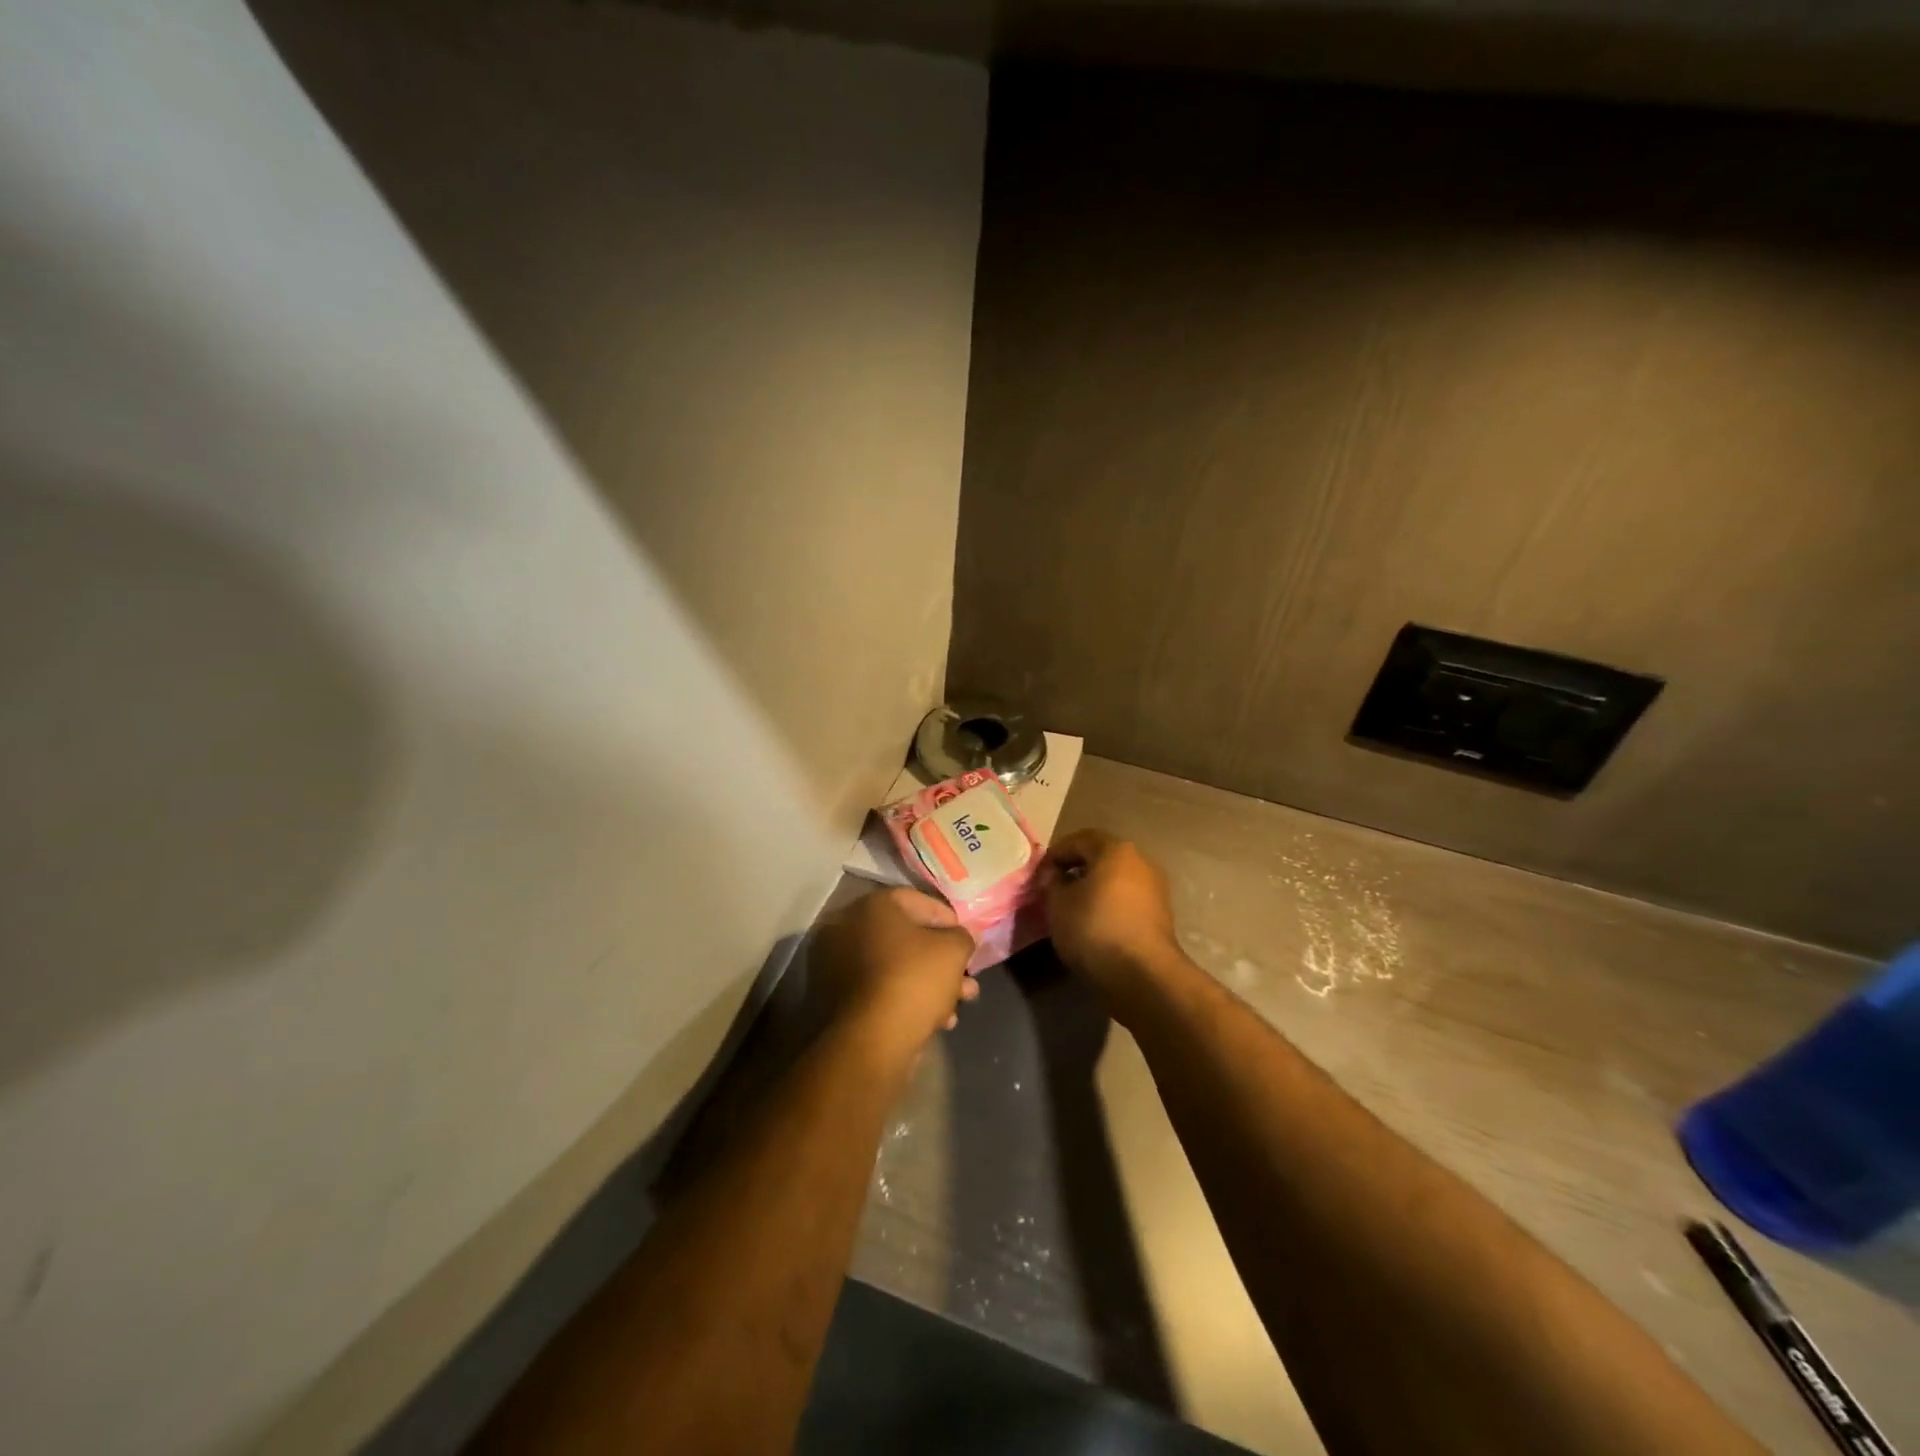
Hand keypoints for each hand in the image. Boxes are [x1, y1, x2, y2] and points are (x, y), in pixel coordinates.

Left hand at [811, 887, 977, 1054]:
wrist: (871, 1040)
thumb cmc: (914, 979)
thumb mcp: (953, 950)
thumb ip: (963, 936)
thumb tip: (961, 937)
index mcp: (871, 907)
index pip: (917, 900)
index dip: (948, 919)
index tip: (967, 939)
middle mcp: (848, 929)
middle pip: (907, 938)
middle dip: (942, 959)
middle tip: (967, 977)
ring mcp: (839, 966)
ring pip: (896, 967)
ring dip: (931, 983)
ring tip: (960, 1003)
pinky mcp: (838, 1000)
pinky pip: (881, 990)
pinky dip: (908, 999)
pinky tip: (938, 1020)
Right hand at [1037, 829, 1181, 1001]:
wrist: (1143, 975)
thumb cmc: (1095, 929)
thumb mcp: (1058, 904)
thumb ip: (1052, 883)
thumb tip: (1055, 876)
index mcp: (1116, 850)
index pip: (1080, 839)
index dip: (1056, 854)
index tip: (1040, 874)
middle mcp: (1141, 862)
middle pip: (1102, 857)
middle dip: (1076, 870)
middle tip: (1054, 889)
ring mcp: (1155, 889)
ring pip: (1116, 880)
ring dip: (1094, 889)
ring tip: (1072, 909)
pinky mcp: (1161, 916)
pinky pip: (1128, 900)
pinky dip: (1109, 905)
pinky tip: (1094, 925)